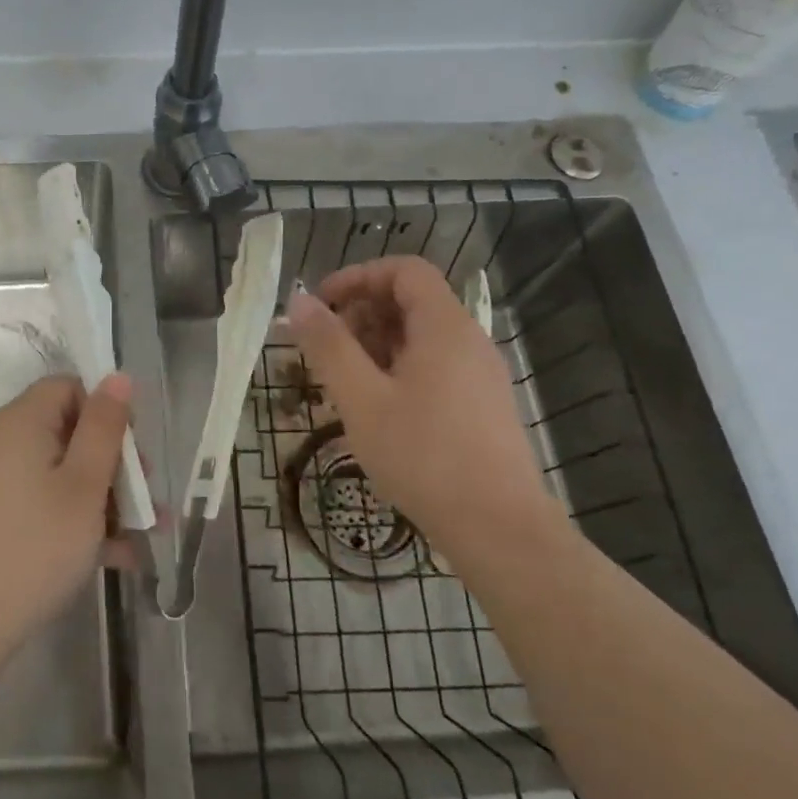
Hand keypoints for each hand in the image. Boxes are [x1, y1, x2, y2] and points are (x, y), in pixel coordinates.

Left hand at [0, 373, 140, 655]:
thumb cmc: (38, 544)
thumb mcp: (85, 484)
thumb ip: (104, 426)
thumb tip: (117, 376)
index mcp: (20, 421)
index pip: (68, 388)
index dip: (105, 411)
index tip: (130, 452)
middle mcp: (2, 441)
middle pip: (68, 430)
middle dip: (112, 461)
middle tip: (144, 497)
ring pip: (61, 470)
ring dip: (103, 496)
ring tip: (144, 532)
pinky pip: (43, 499)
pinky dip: (76, 516)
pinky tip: (116, 554)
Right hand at [285, 256, 557, 561]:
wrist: (498, 528)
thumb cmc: (423, 456)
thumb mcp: (362, 399)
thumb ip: (328, 346)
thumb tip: (299, 301)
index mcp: (444, 327)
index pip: (404, 270)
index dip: (358, 277)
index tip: (321, 305)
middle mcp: (468, 341)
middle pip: (412, 301)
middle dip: (362, 314)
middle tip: (325, 351)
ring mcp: (480, 375)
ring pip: (421, 338)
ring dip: (376, 346)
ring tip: (343, 383)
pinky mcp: (481, 405)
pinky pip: (435, 367)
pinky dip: (398, 370)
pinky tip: (377, 409)